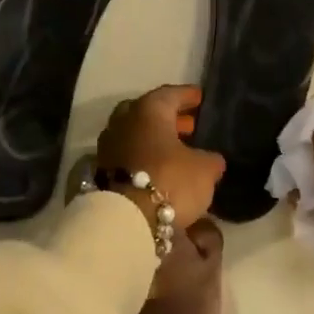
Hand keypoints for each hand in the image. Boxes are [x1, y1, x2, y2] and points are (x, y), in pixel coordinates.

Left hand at [96, 85, 226, 229]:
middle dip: (167, 118)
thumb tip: (211, 160)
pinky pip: (128, 156)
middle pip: (146, 113)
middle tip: (188, 125)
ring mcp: (108, 147)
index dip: (187, 96)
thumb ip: (210, 160)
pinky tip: (159, 169)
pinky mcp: (102, 171)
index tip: (199, 97)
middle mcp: (123, 122)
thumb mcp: (204, 170)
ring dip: (153, 139)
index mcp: (148, 111)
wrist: (127, 219)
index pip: (170, 94)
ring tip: (176, 150)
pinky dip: (143, 158)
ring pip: (134, 135)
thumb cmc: (170, 181)